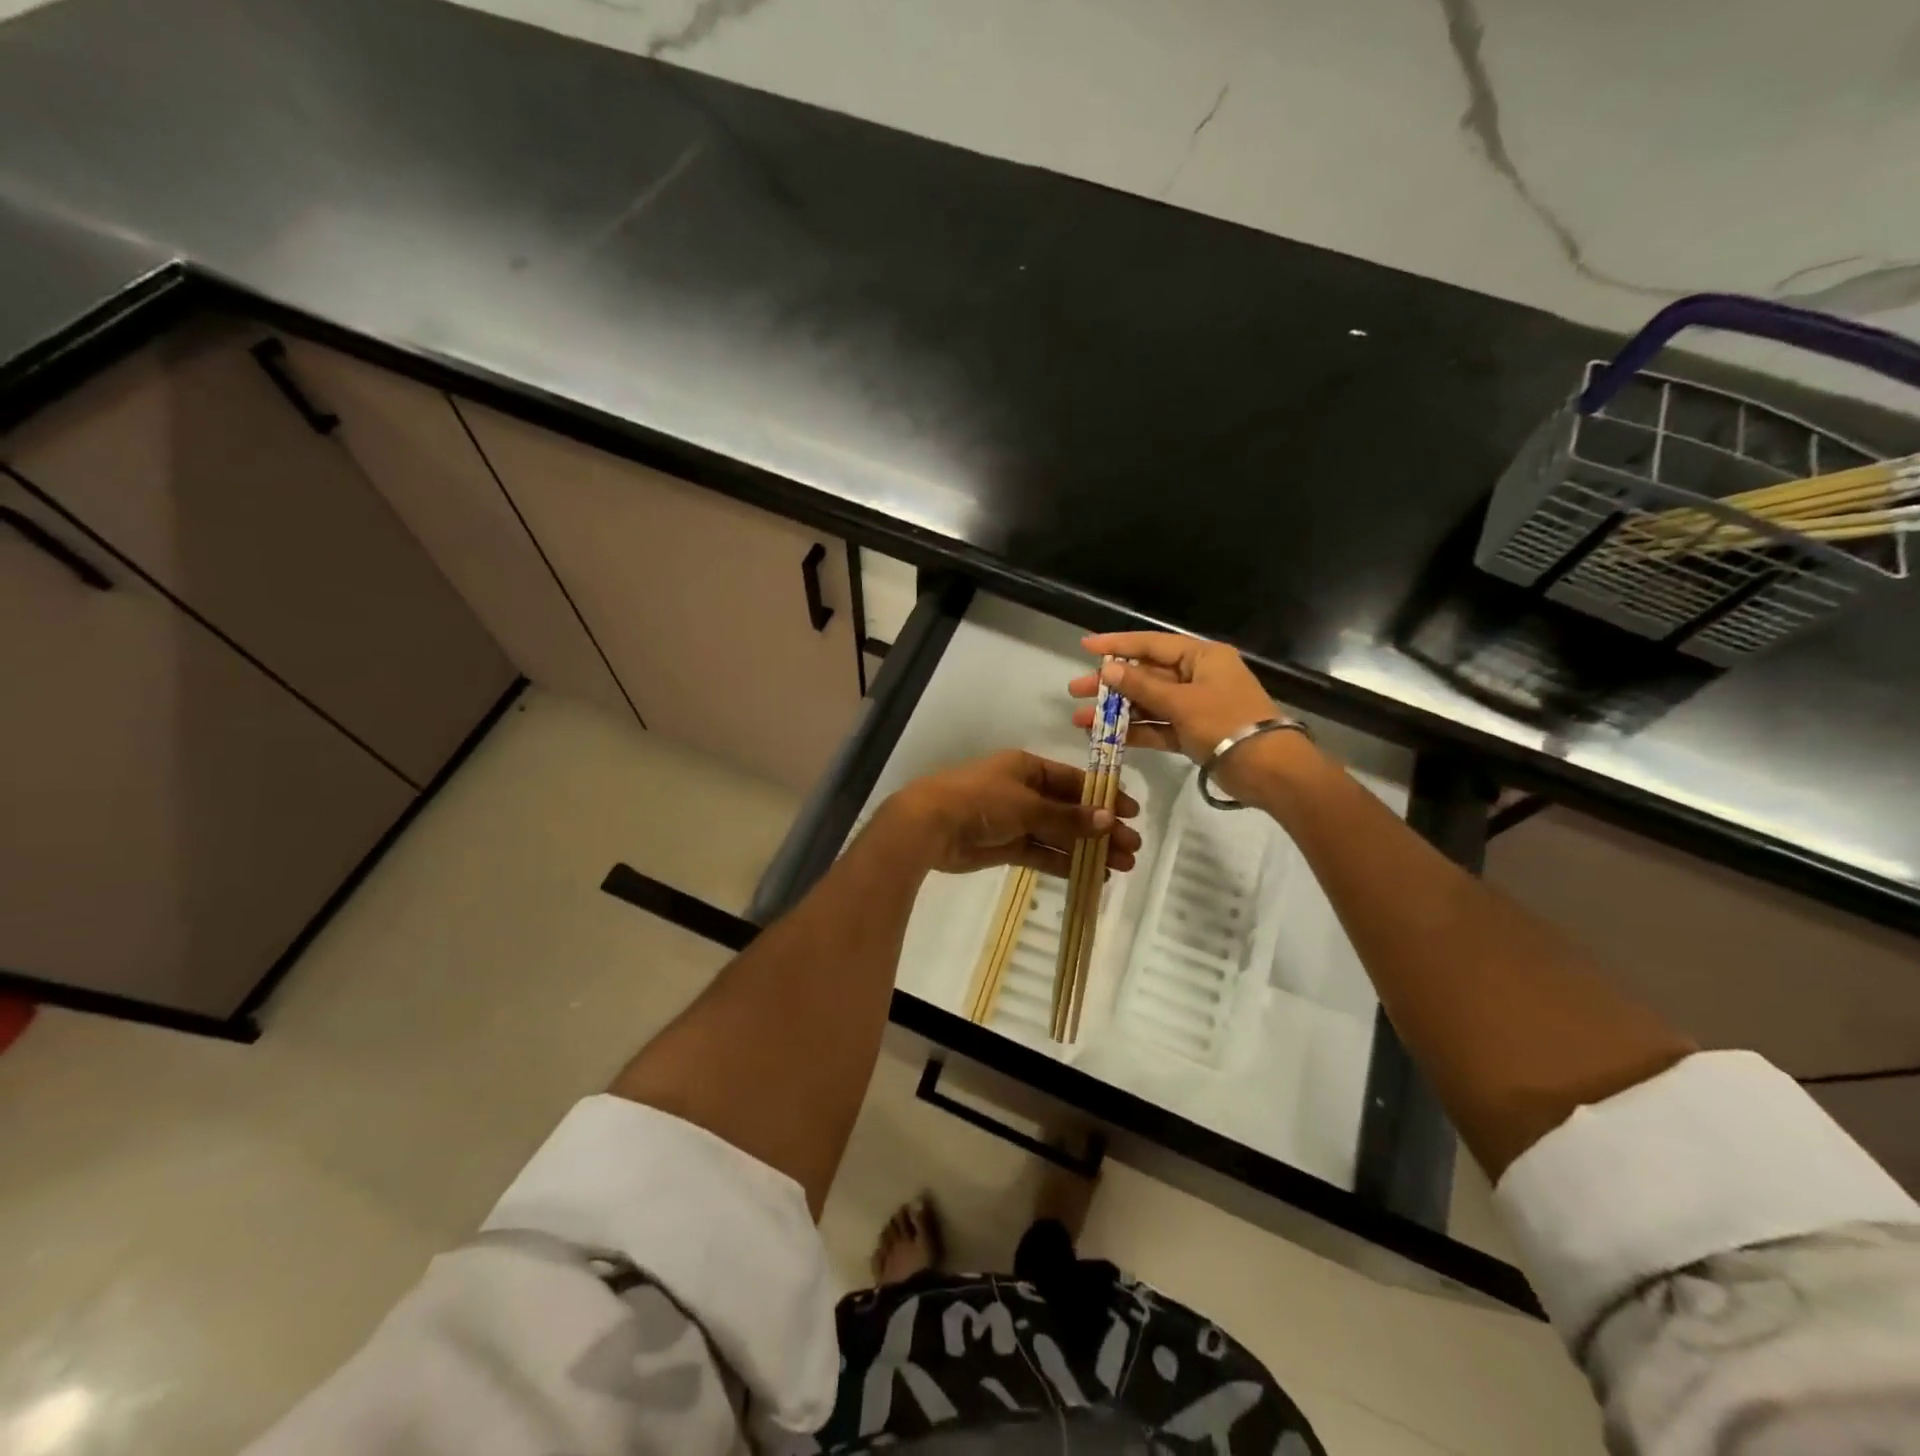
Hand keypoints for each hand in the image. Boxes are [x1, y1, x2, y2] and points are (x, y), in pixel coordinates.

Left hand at [880, 750, 1141, 876]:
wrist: (930, 825)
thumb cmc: (980, 800)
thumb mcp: (1027, 804)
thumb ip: (1066, 817)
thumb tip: (1107, 820)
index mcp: (1027, 768)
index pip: (1074, 781)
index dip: (1103, 797)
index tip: (1131, 813)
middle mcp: (1024, 791)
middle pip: (1070, 810)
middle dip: (1101, 828)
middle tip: (1132, 848)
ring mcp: (1014, 820)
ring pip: (1059, 834)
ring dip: (1088, 848)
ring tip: (1122, 866)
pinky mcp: (1005, 846)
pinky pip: (1042, 853)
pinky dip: (1064, 862)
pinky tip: (1091, 875)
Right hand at [1068, 632, 1312, 798]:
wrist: (1267, 769)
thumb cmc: (1226, 722)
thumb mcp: (1181, 701)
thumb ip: (1142, 686)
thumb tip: (1108, 669)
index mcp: (1201, 657)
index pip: (1151, 644)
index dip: (1116, 644)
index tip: (1085, 646)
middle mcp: (1197, 676)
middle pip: (1146, 675)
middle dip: (1110, 684)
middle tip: (1075, 689)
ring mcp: (1194, 706)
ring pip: (1147, 703)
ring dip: (1116, 711)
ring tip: (1080, 718)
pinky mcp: (1191, 733)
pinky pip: (1157, 726)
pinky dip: (1133, 730)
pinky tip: (1104, 735)